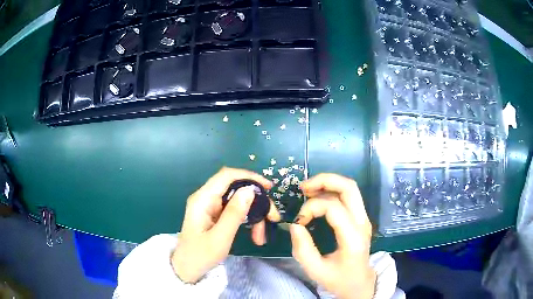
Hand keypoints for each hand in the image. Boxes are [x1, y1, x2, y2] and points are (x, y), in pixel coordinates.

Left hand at [171, 167, 280, 282]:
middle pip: (236, 189)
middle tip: (273, 218)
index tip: (268, 187)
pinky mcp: (215, 215)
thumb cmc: (200, 256)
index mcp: (203, 199)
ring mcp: (211, 207)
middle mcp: (206, 198)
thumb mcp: (220, 238)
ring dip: (254, 214)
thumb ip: (234, 213)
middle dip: (256, 202)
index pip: (227, 176)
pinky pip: (235, 211)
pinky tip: (255, 234)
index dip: (249, 177)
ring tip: (262, 235)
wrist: (187, 269)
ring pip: (239, 201)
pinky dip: (248, 220)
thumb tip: (250, 190)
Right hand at [290, 174, 375, 298]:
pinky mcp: (361, 218)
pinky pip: (349, 196)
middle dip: (324, 181)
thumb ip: (302, 248)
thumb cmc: (338, 279)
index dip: (311, 208)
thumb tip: (295, 224)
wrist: (360, 284)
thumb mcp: (315, 270)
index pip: (334, 207)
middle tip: (303, 188)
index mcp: (353, 238)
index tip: (299, 221)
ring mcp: (364, 219)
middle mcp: (362, 223)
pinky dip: (332, 191)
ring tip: (308, 190)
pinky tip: (318, 197)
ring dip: (328, 183)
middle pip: (349, 187)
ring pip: (350, 188)